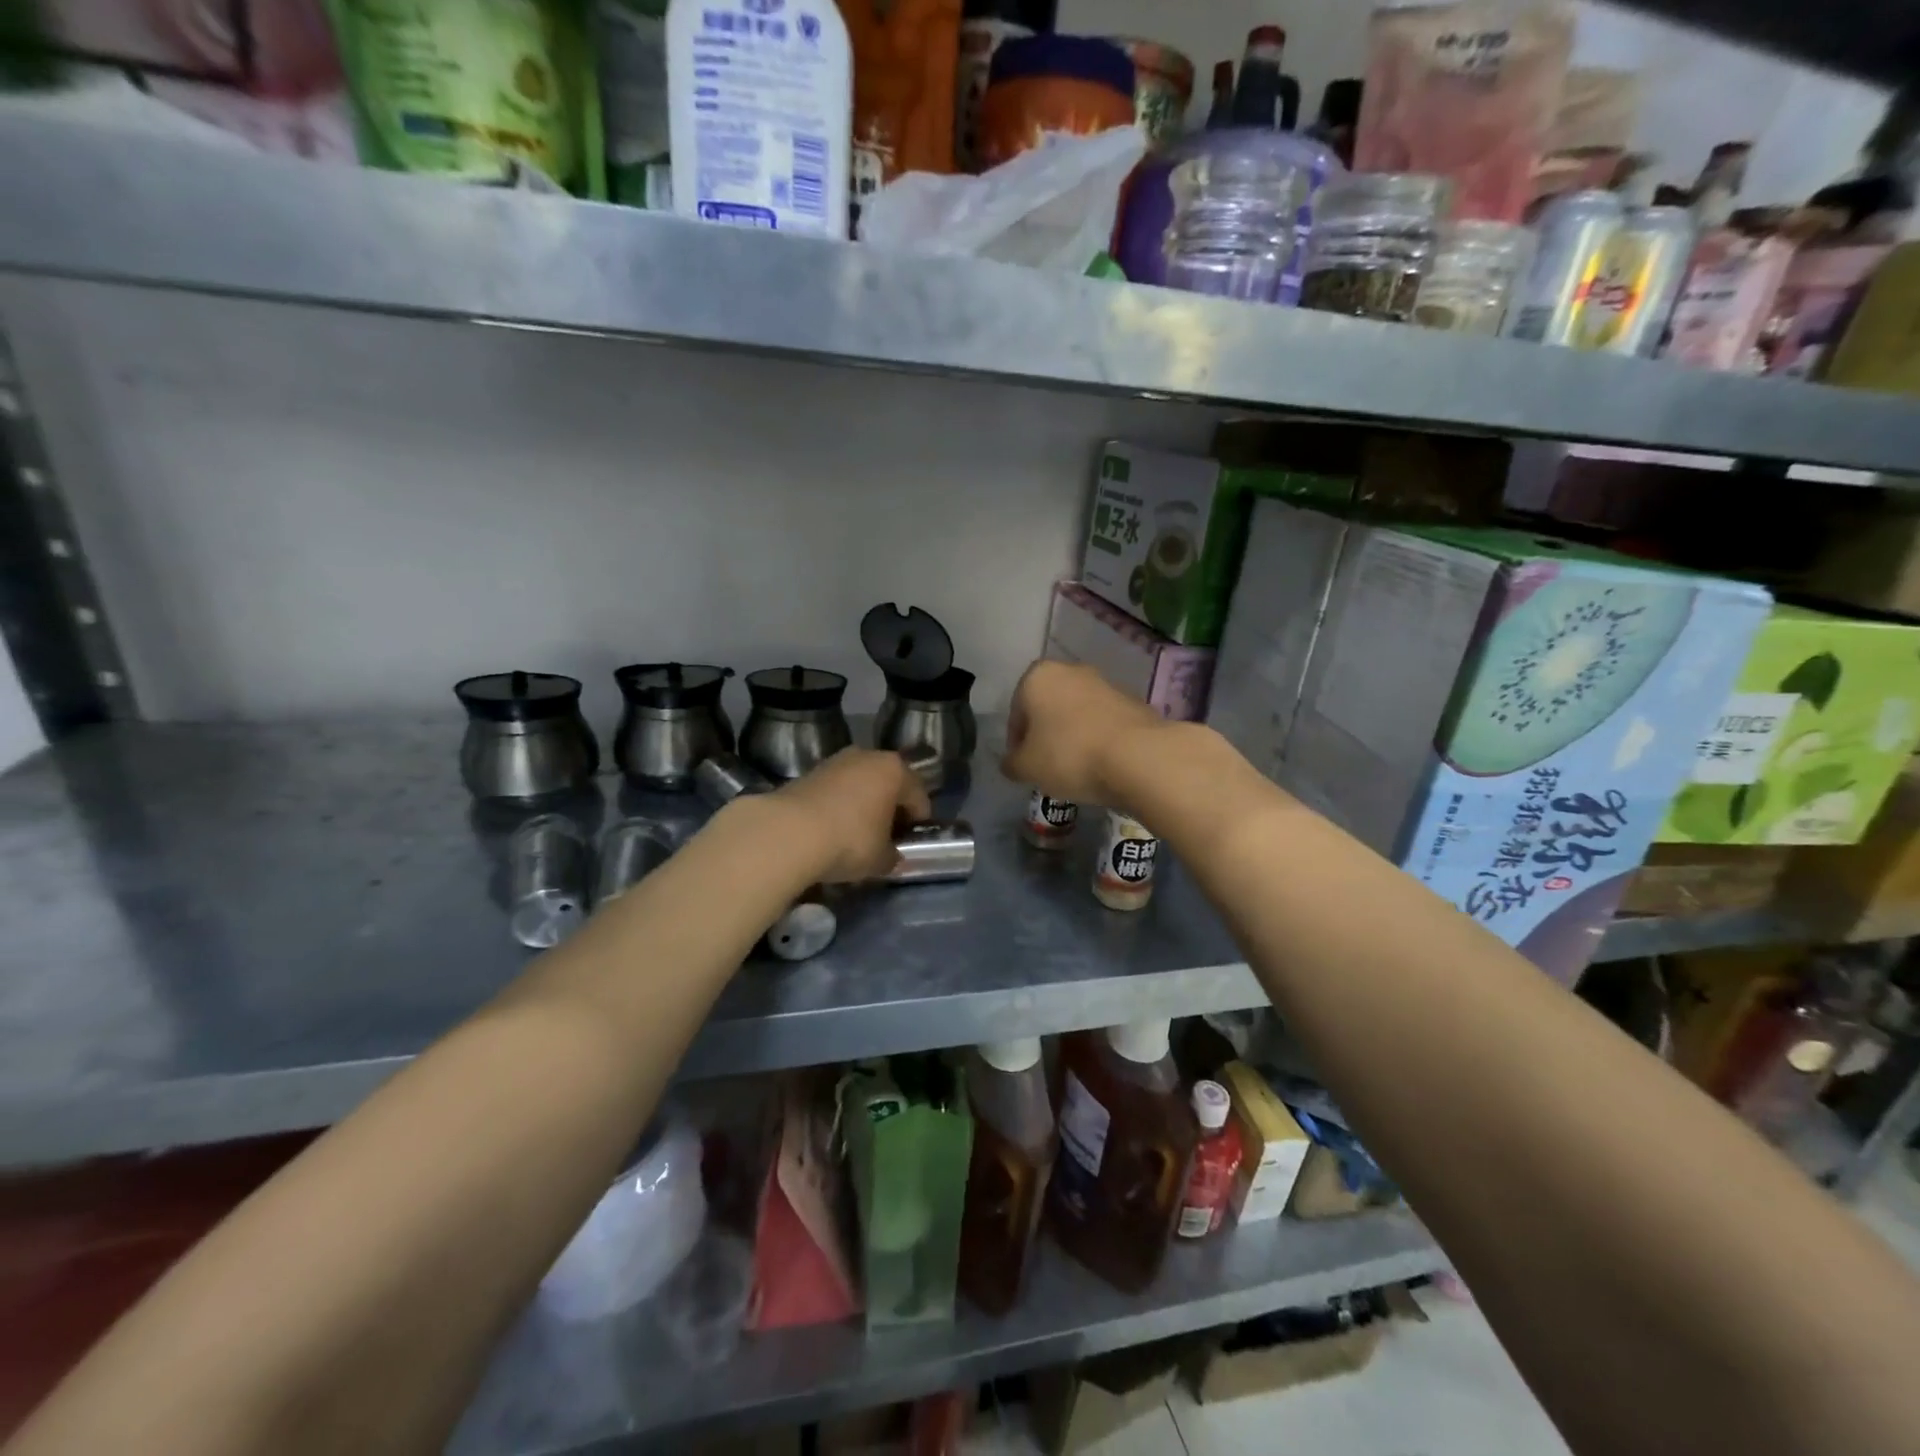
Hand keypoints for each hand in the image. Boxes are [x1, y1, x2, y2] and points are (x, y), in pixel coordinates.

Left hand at [772, 748, 933, 882]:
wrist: (788, 832)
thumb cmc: (850, 840)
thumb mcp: (880, 858)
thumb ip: (893, 857)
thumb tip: (893, 858)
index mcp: (895, 770)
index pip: (919, 796)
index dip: (918, 822)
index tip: (911, 843)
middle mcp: (868, 756)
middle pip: (888, 784)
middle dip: (890, 808)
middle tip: (886, 837)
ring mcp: (836, 761)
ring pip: (860, 784)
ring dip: (862, 805)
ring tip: (857, 834)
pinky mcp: (809, 772)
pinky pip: (835, 790)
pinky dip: (838, 806)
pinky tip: (832, 830)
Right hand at [1001, 660, 1165, 809]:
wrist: (1139, 756)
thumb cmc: (1069, 755)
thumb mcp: (1026, 768)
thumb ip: (1012, 763)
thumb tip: (1012, 762)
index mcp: (1037, 676)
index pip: (1016, 712)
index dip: (1017, 742)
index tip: (1025, 766)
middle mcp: (1070, 670)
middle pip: (1048, 707)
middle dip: (1046, 735)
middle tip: (1048, 767)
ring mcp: (1105, 682)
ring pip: (1077, 713)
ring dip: (1072, 735)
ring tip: (1076, 769)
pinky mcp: (1132, 700)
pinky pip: (1103, 722)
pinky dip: (1098, 738)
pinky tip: (1101, 764)